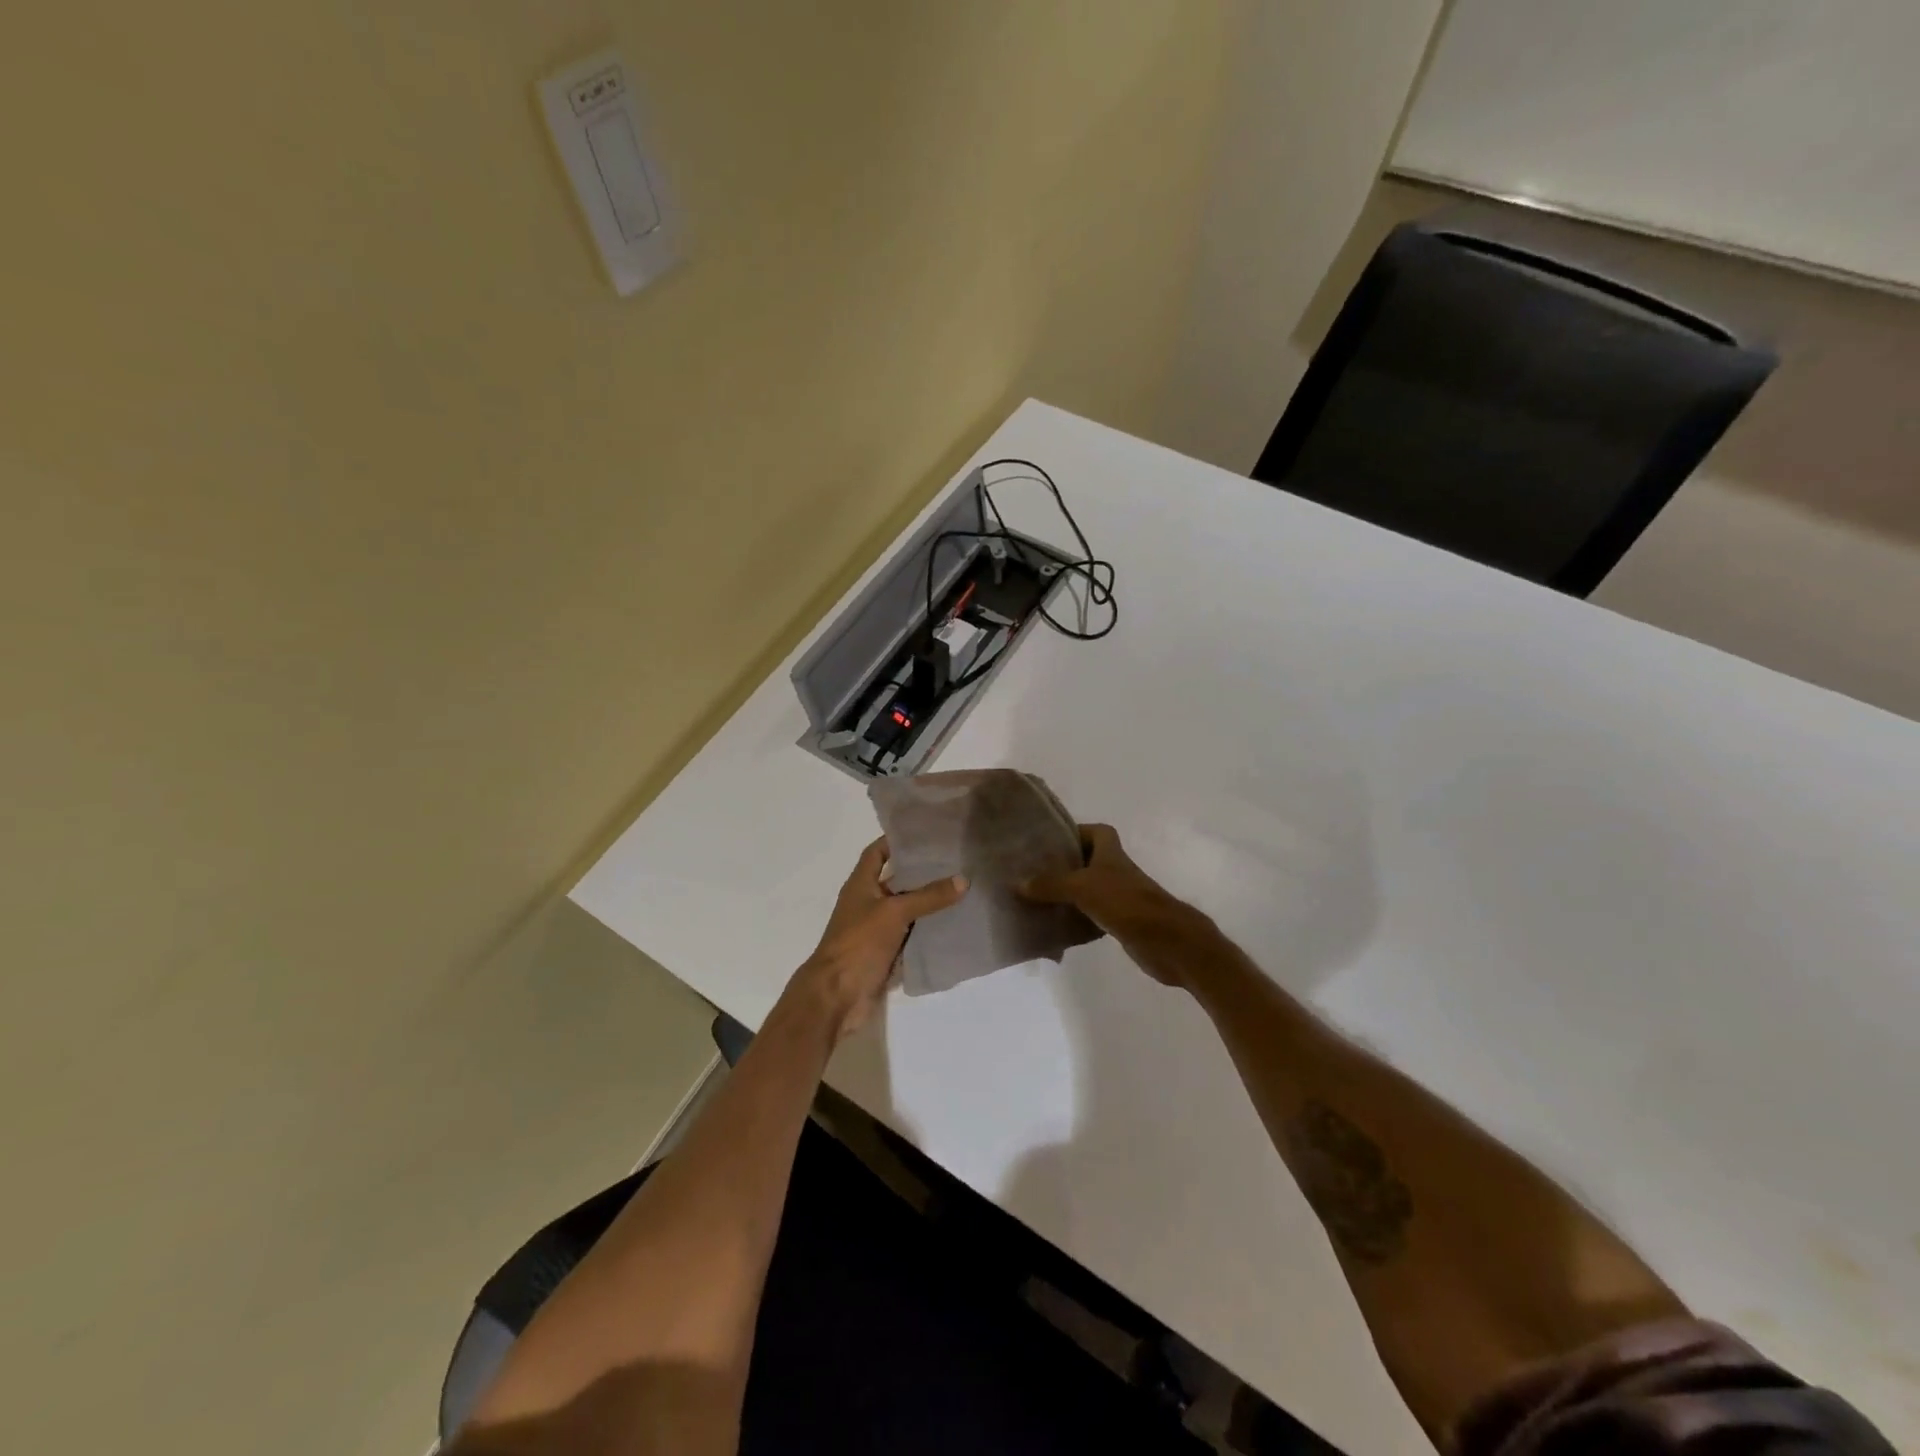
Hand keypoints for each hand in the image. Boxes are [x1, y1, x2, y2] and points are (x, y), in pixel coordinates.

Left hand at [797, 838, 967, 1041]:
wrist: (837, 995)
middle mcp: (867, 903)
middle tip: (955, 859)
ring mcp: (876, 929)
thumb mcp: (895, 912)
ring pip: (906, 909)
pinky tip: (954, 923)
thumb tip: (963, 879)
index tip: (925, 832)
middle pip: (896, 880)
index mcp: (860, 885)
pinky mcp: (886, 953)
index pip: (877, 852)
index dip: (896, 840)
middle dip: (921, 871)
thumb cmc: (859, 943)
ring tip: (962, 887)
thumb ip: (928, 896)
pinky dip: (928, 930)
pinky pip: (911, 935)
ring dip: (928, 902)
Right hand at [1019, 824, 1198, 986]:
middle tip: (1030, 871)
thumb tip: (1017, 883)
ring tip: (1033, 898)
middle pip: (1087, 860)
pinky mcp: (1119, 922)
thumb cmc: (1126, 902)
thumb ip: (1050, 884)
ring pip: (1086, 890)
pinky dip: (1074, 920)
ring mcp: (1118, 897)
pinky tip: (1053, 926)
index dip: (1075, 832)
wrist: (1166, 941)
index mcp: (1110, 852)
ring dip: (1065, 894)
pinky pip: (1090, 916)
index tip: (1048, 842)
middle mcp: (1115, 871)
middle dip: (1062, 865)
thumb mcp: (1082, 887)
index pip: (1096, 831)